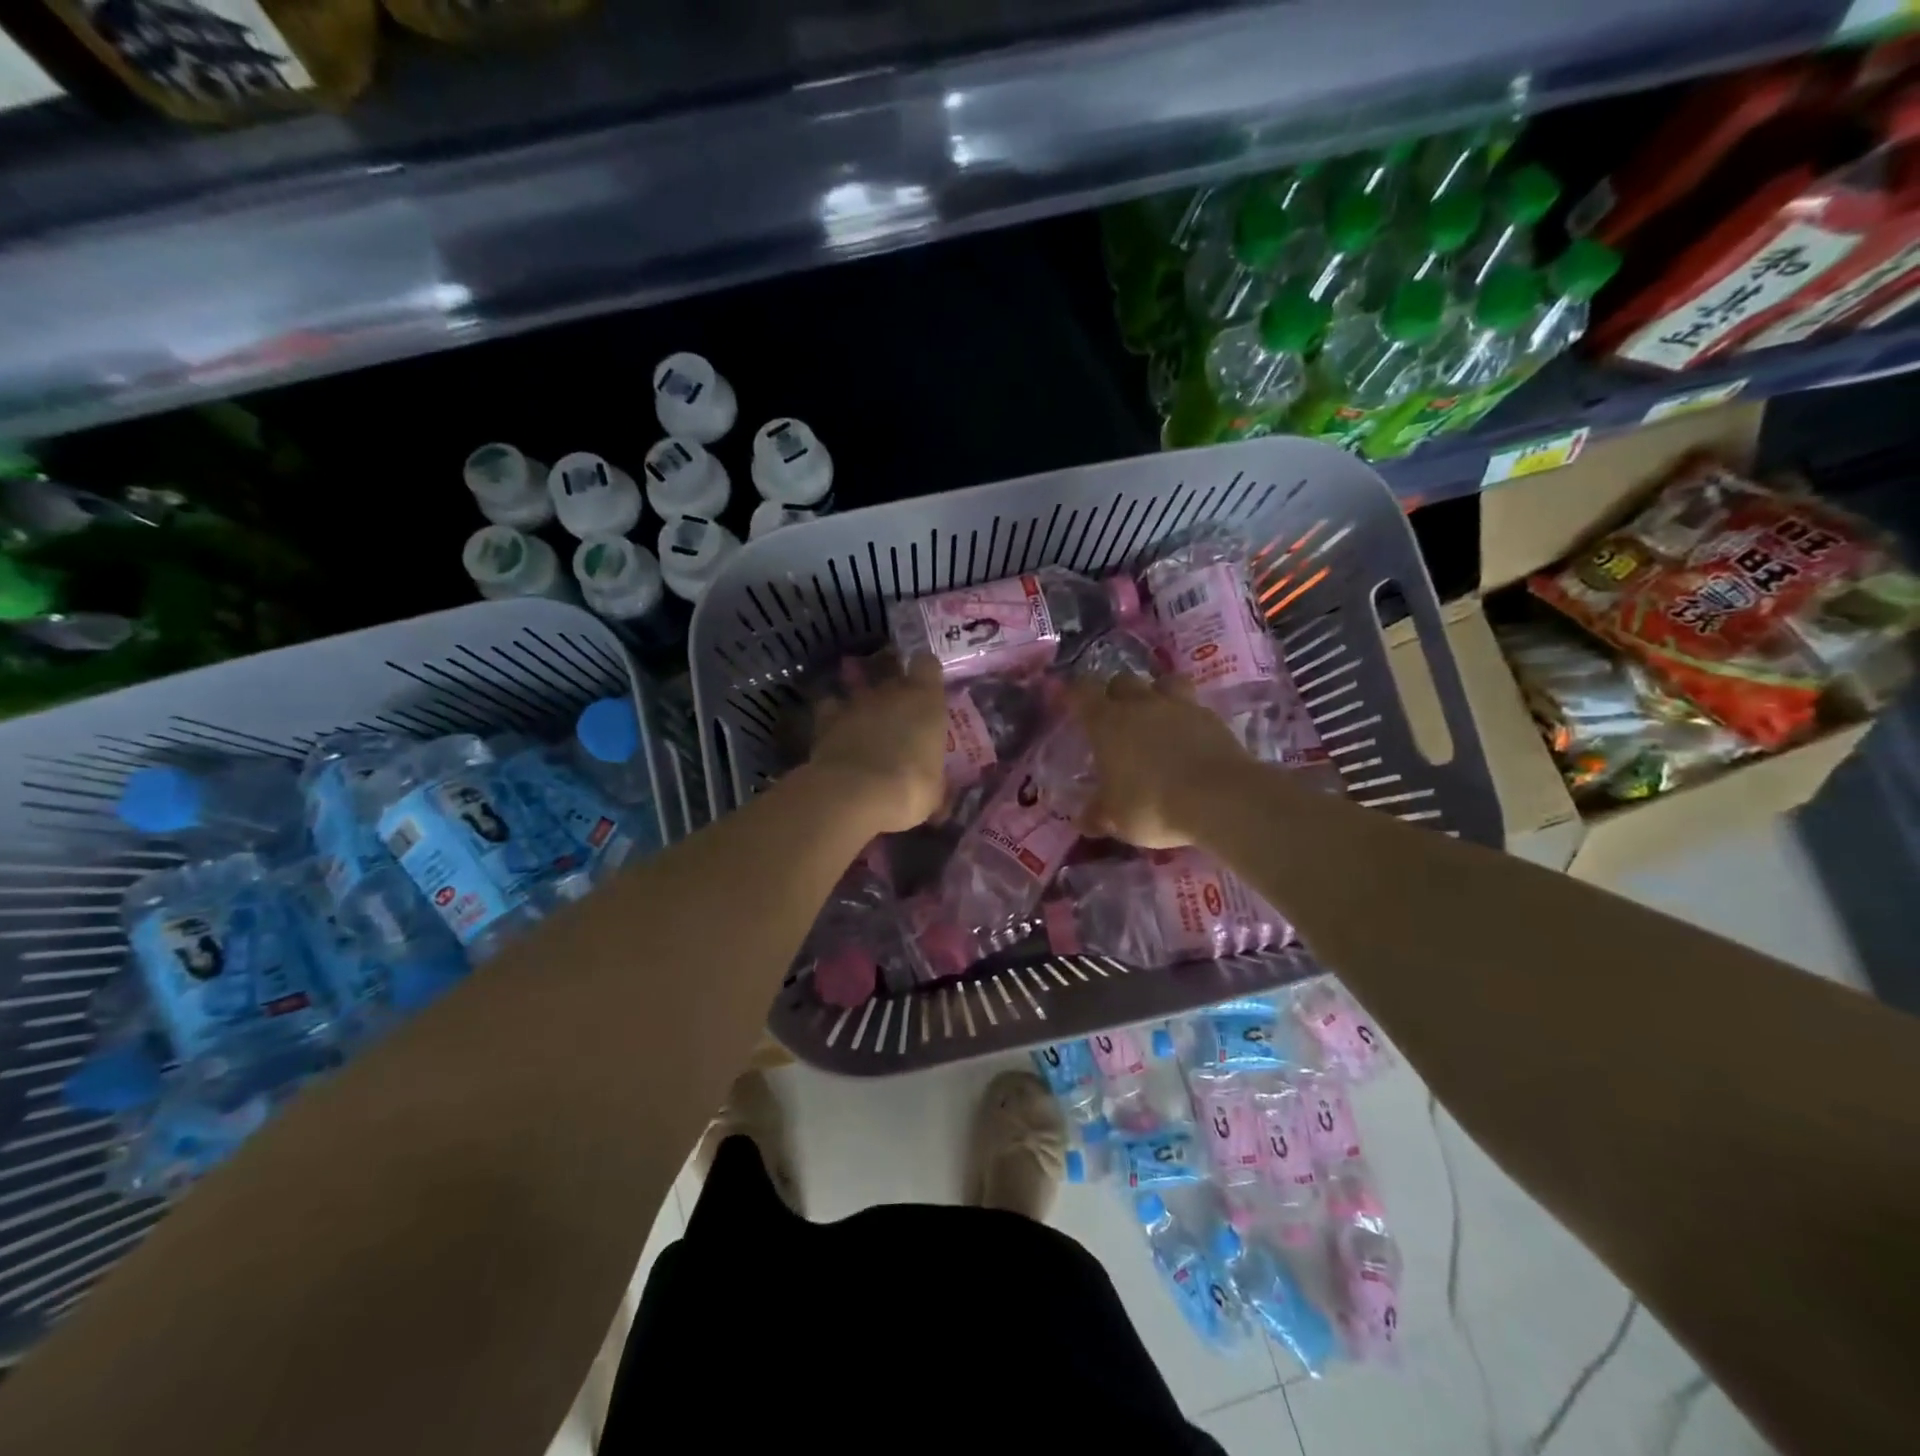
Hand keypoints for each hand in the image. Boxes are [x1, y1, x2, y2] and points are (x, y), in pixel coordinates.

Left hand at [809, 653, 947, 832]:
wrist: (855, 793)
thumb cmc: (909, 788)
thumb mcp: (934, 791)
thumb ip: (935, 779)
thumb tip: (937, 792)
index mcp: (925, 700)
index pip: (927, 664)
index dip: (926, 674)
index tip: (927, 688)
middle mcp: (890, 691)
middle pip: (893, 676)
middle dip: (896, 693)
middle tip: (900, 717)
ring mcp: (856, 702)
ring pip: (861, 690)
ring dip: (865, 705)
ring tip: (866, 726)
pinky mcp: (826, 718)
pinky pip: (831, 708)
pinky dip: (834, 717)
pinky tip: (837, 733)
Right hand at [1071, 673, 1251, 847]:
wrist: (1221, 799)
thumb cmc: (1153, 805)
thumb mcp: (1116, 819)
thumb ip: (1097, 815)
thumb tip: (1084, 820)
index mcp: (1107, 723)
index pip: (1082, 692)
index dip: (1074, 694)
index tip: (1069, 702)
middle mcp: (1141, 705)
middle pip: (1122, 681)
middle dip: (1115, 693)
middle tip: (1114, 716)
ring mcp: (1180, 706)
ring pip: (1163, 682)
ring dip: (1155, 693)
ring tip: (1156, 715)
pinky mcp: (1212, 717)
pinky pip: (1193, 706)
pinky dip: (1186, 716)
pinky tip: (1189, 737)